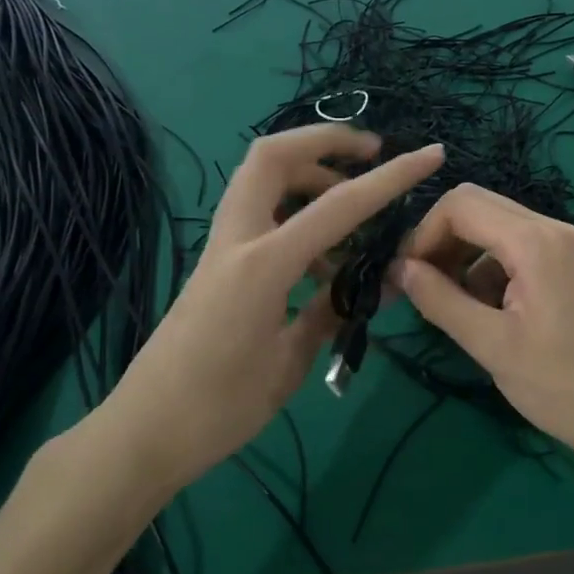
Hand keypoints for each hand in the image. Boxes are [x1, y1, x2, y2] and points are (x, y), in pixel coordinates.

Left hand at [95, 125, 444, 492]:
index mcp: (263, 265)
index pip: (339, 206)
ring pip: (261, 178)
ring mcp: (221, 248)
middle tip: (370, 153)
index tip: (430, 155)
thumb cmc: (219, 409)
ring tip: (353, 213)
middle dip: (325, 140)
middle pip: (273, 155)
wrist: (143, 433)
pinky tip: (322, 258)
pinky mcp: (216, 263)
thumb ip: (329, 313)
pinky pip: (259, 213)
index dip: (390, 177)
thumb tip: (368, 287)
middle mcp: (238, 239)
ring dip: (310, 175)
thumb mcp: (289, 364)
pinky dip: (294, 212)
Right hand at [394, 184, 573, 475]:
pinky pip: (518, 246)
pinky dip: (491, 266)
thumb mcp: (491, 346)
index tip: (408, 276)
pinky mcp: (572, 263)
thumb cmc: (561, 386)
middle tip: (423, 286)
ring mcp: (567, 244)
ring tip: (453, 304)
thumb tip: (398, 269)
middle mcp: (552, 228)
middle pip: (478, 206)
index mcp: (534, 242)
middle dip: (442, 240)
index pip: (460, 204)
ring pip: (496, 225)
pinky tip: (487, 309)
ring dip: (465, 254)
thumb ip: (440, 300)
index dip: (424, 234)